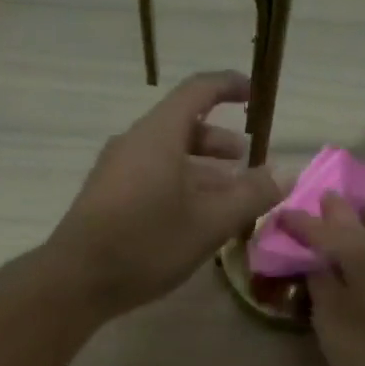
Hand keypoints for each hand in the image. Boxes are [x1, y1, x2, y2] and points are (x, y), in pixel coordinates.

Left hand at [47, 71, 282, 318]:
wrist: (77, 279)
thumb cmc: (148, 243)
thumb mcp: (209, 222)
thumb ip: (251, 196)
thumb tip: (287, 172)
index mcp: (160, 135)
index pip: (198, 91)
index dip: (228, 86)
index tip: (253, 93)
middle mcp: (135, 142)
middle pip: (182, 126)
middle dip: (218, 140)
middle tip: (245, 159)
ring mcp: (116, 169)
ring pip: (167, 156)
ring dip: (201, 168)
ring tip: (226, 195)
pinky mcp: (107, 195)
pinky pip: (151, 176)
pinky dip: (179, 184)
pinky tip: (192, 217)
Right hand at [279, 194, 364, 365]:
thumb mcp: (331, 318)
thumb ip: (320, 284)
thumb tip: (315, 262)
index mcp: (358, 254)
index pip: (321, 229)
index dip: (299, 222)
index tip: (279, 214)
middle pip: (355, 220)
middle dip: (335, 210)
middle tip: (319, 200)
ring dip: (363, 218)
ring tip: (351, 211)